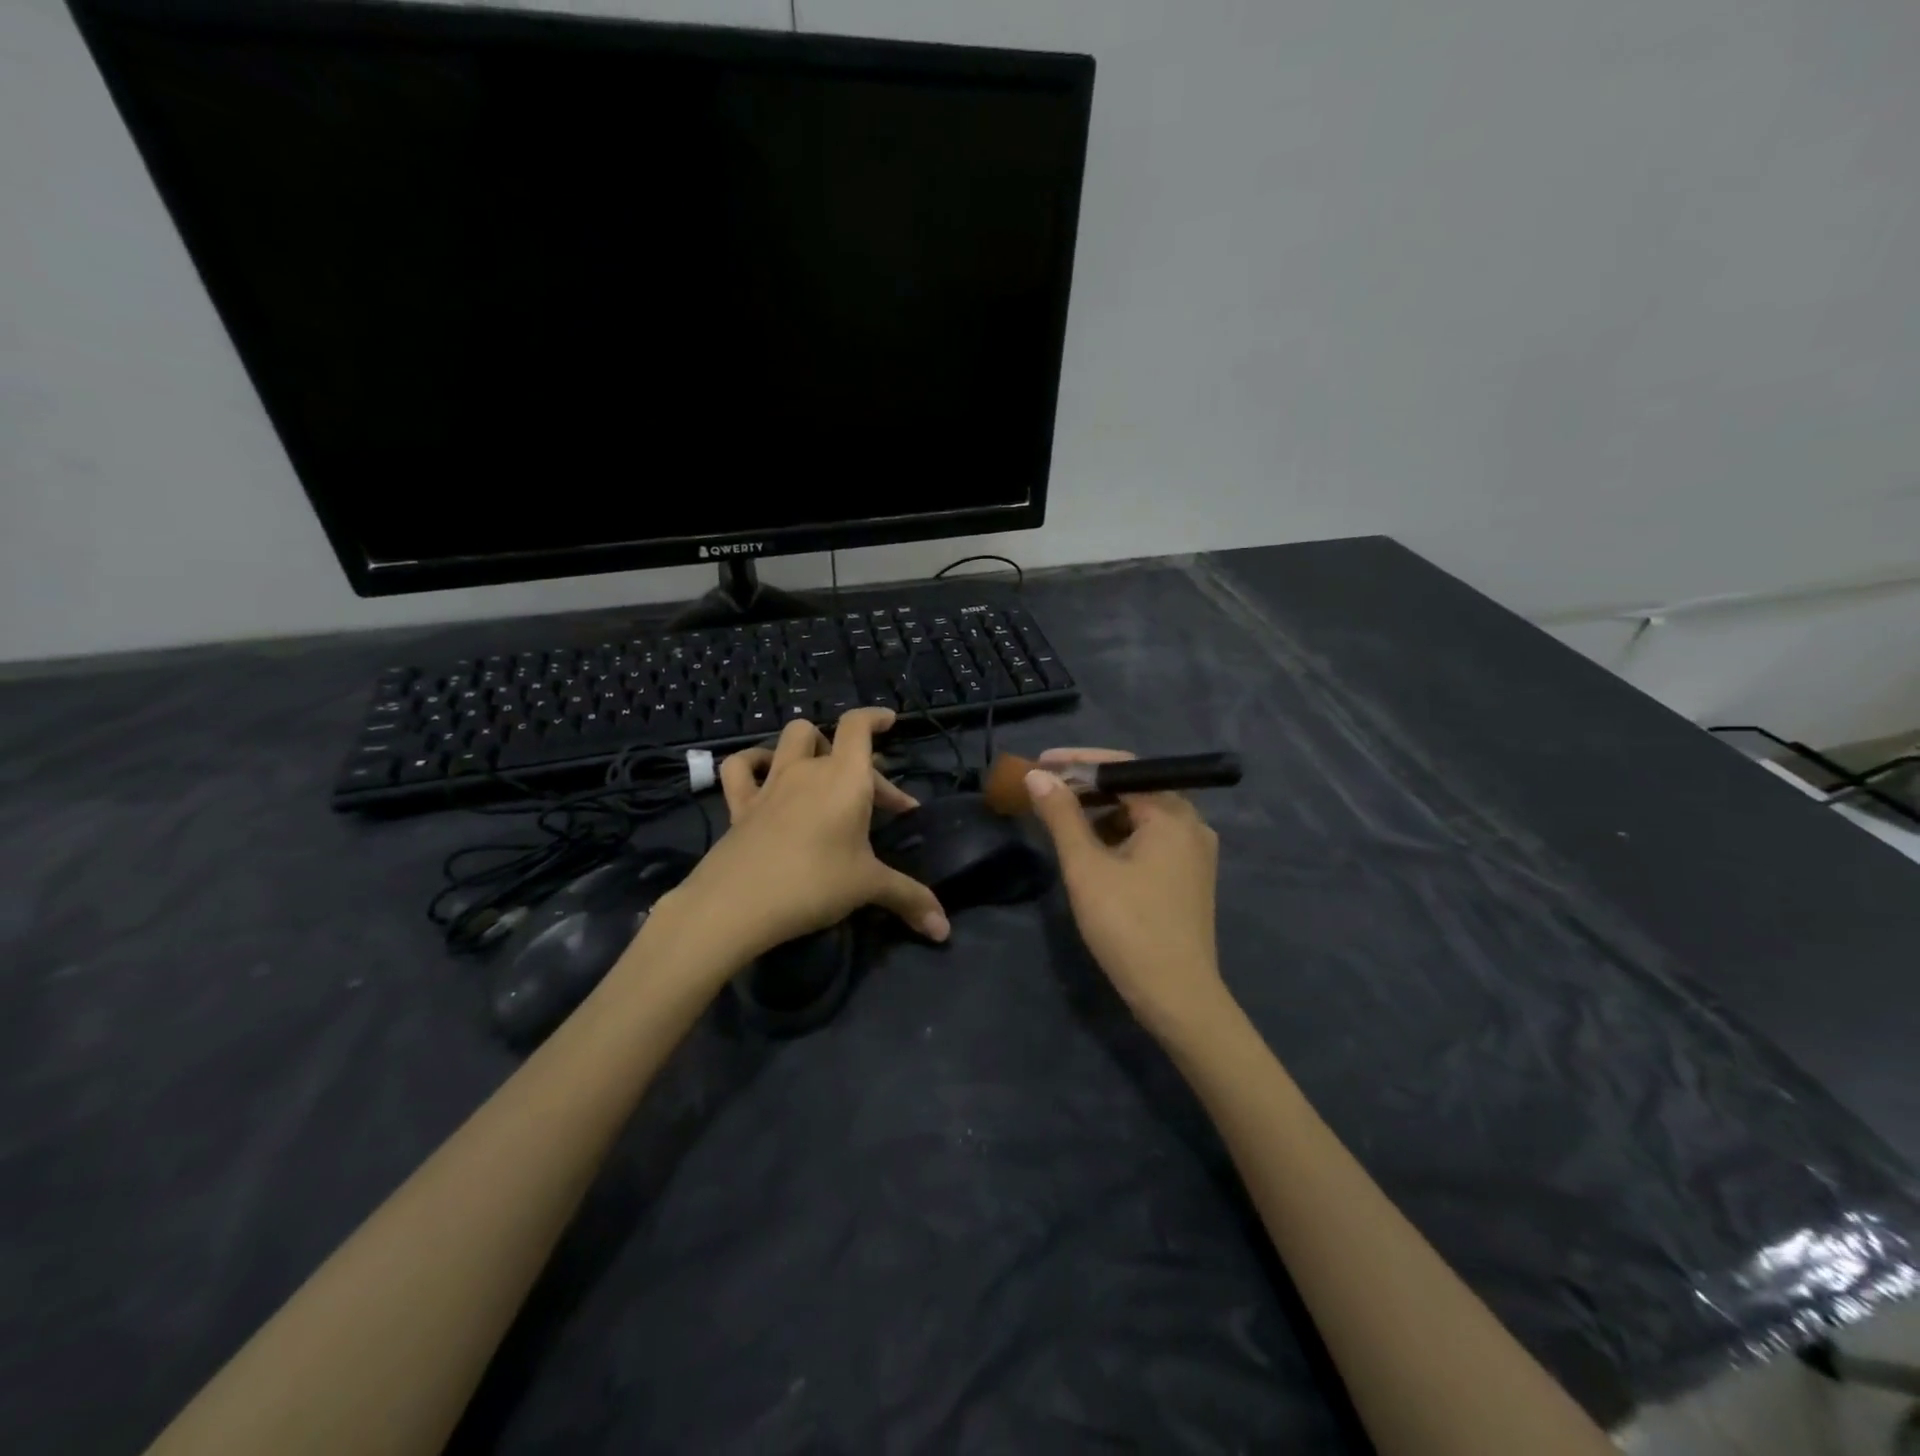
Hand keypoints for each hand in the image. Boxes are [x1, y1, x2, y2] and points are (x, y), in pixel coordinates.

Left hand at [663, 709, 950, 967]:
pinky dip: (753, 762)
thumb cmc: (814, 883)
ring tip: (824, 772)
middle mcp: (808, 769)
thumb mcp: (868, 887)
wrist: (738, 903)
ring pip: (791, 739)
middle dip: (864, 767)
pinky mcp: (740, 804)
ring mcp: (770, 783)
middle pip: (836, 743)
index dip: (875, 717)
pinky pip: (741, 768)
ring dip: (811, 747)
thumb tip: (944, 928)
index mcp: (845, 777)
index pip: (858, 726)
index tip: (890, 721)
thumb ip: (910, 898)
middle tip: (882, 806)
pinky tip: (764, 773)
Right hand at [1025, 748, 1225, 1039]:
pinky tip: (1091, 849)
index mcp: (1172, 814)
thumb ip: (1061, 816)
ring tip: (1060, 818)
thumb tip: (1038, 776)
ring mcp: (1193, 852)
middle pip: (1133, 788)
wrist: (1177, 997)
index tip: (1041, 762)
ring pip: (1140, 815)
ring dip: (1100, 812)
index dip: (1077, 761)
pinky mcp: (1188, 876)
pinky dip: (1117, 835)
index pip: (1122, 768)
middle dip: (1087, 786)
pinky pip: (1149, 838)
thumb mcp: (1086, 867)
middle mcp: (1191, 824)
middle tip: (1045, 788)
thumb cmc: (1128, 926)